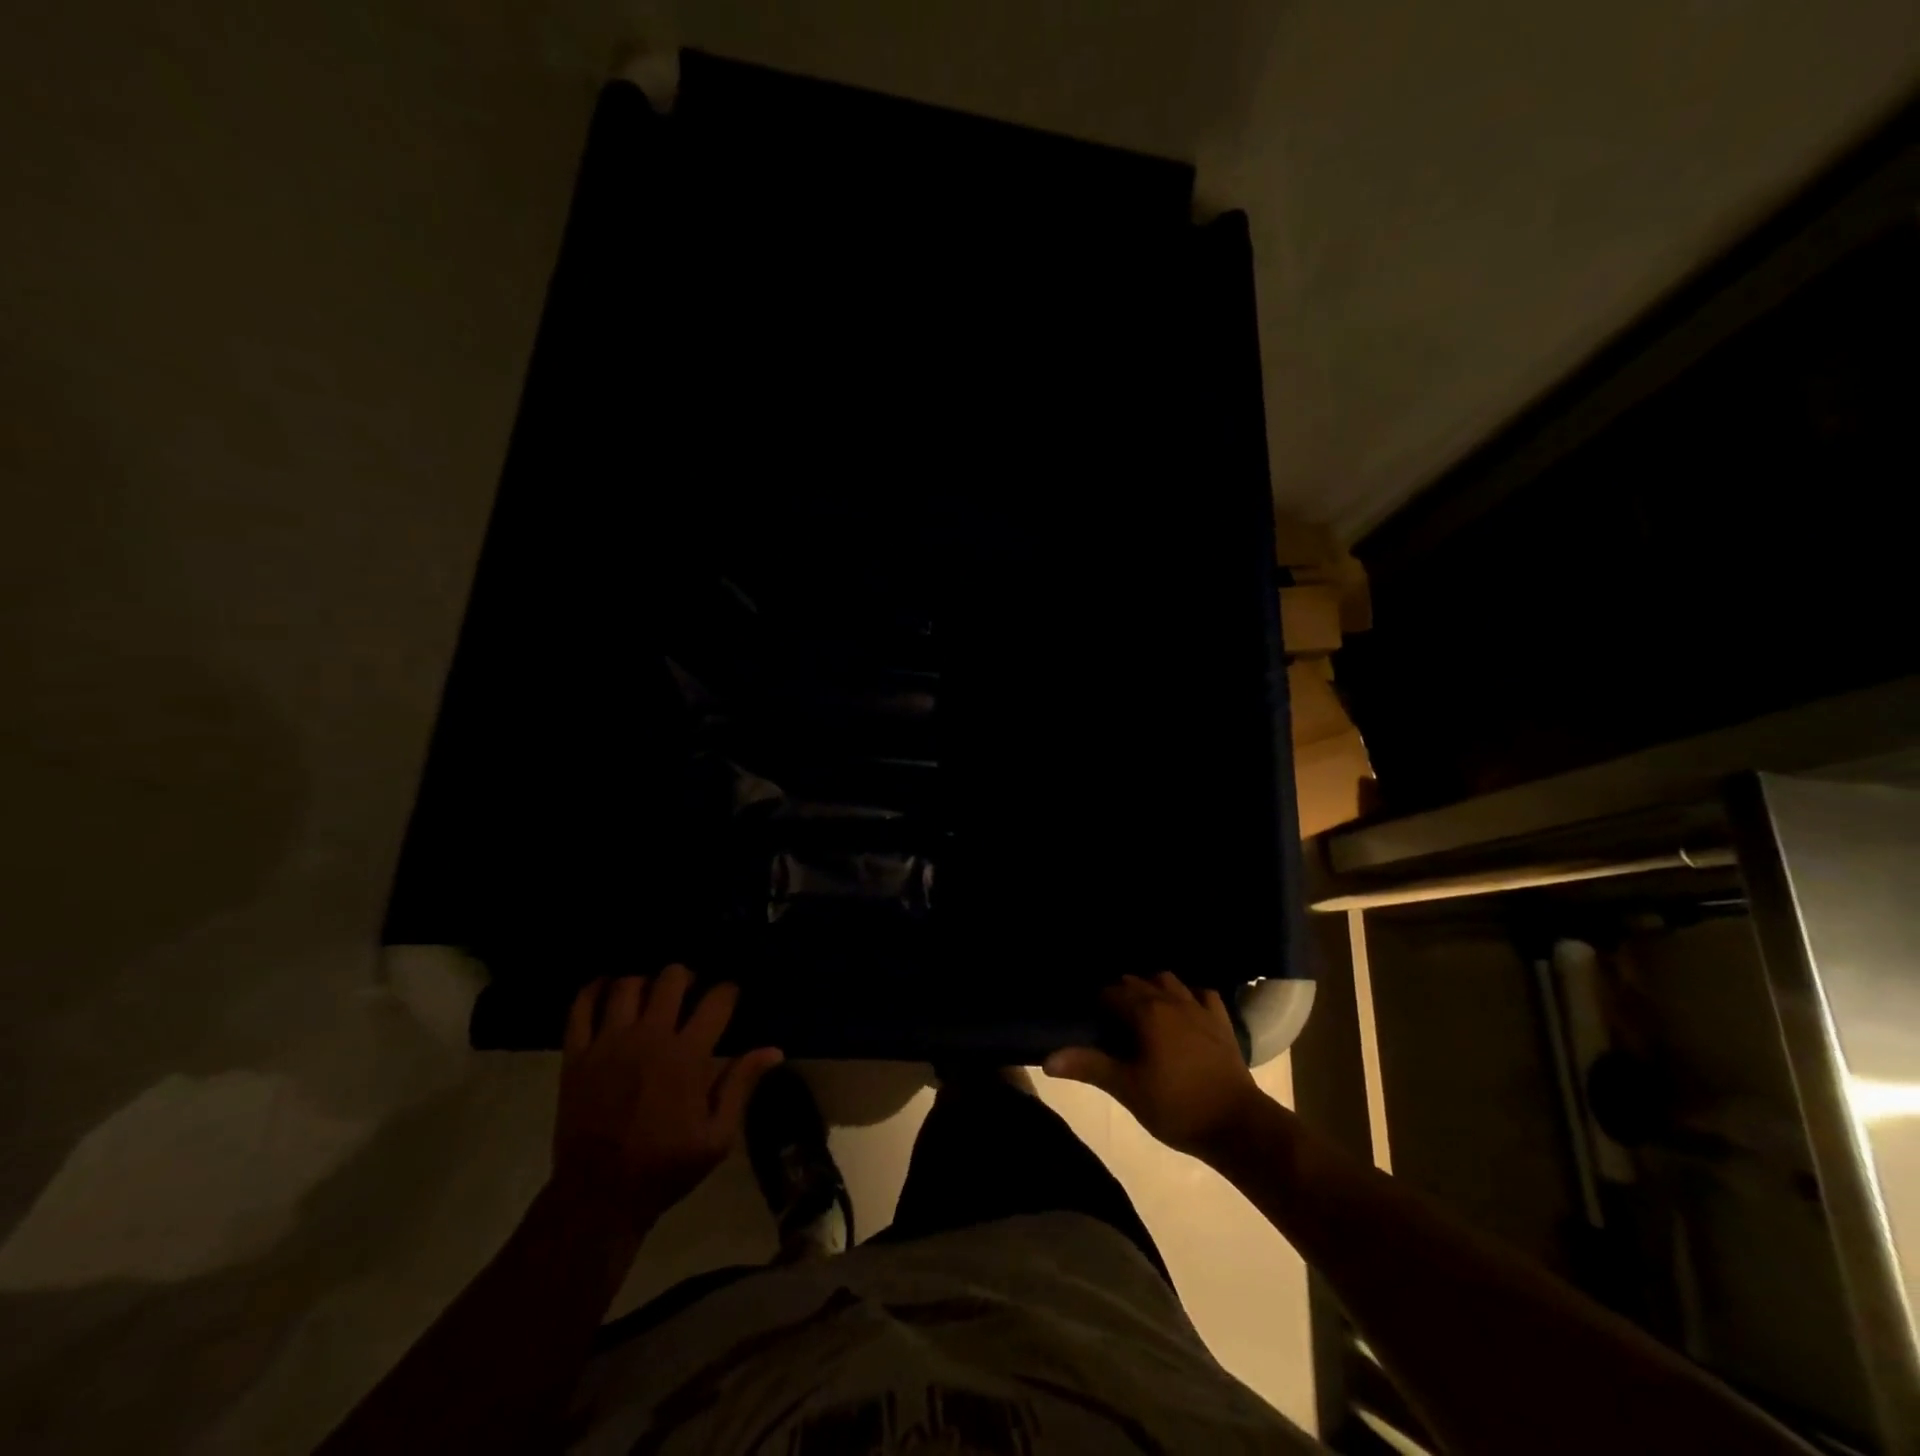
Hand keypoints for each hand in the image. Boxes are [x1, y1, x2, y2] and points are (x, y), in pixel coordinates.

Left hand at [552, 965, 782, 1231]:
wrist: (599, 1197)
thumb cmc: (665, 1166)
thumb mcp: (717, 1136)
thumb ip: (741, 1085)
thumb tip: (774, 1050)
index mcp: (687, 1056)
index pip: (717, 1000)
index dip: (728, 991)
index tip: (730, 996)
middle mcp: (650, 1038)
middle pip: (671, 978)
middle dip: (687, 977)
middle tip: (690, 991)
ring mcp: (609, 1043)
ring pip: (628, 985)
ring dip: (645, 982)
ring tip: (651, 994)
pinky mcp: (577, 1055)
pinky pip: (581, 1007)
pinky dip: (594, 990)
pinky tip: (607, 989)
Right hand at [1045, 973, 1267, 1159]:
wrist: (1238, 1124)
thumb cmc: (1176, 1106)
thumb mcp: (1127, 1089)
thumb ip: (1089, 1067)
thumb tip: (1048, 1059)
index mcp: (1145, 1012)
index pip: (1111, 993)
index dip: (1096, 1001)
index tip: (1087, 1016)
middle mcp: (1170, 1000)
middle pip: (1137, 982)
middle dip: (1120, 992)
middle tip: (1108, 1016)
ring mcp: (1199, 1008)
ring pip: (1169, 981)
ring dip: (1152, 987)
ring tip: (1142, 1008)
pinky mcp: (1221, 1021)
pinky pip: (1202, 994)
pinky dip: (1189, 995)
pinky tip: (1184, 1008)